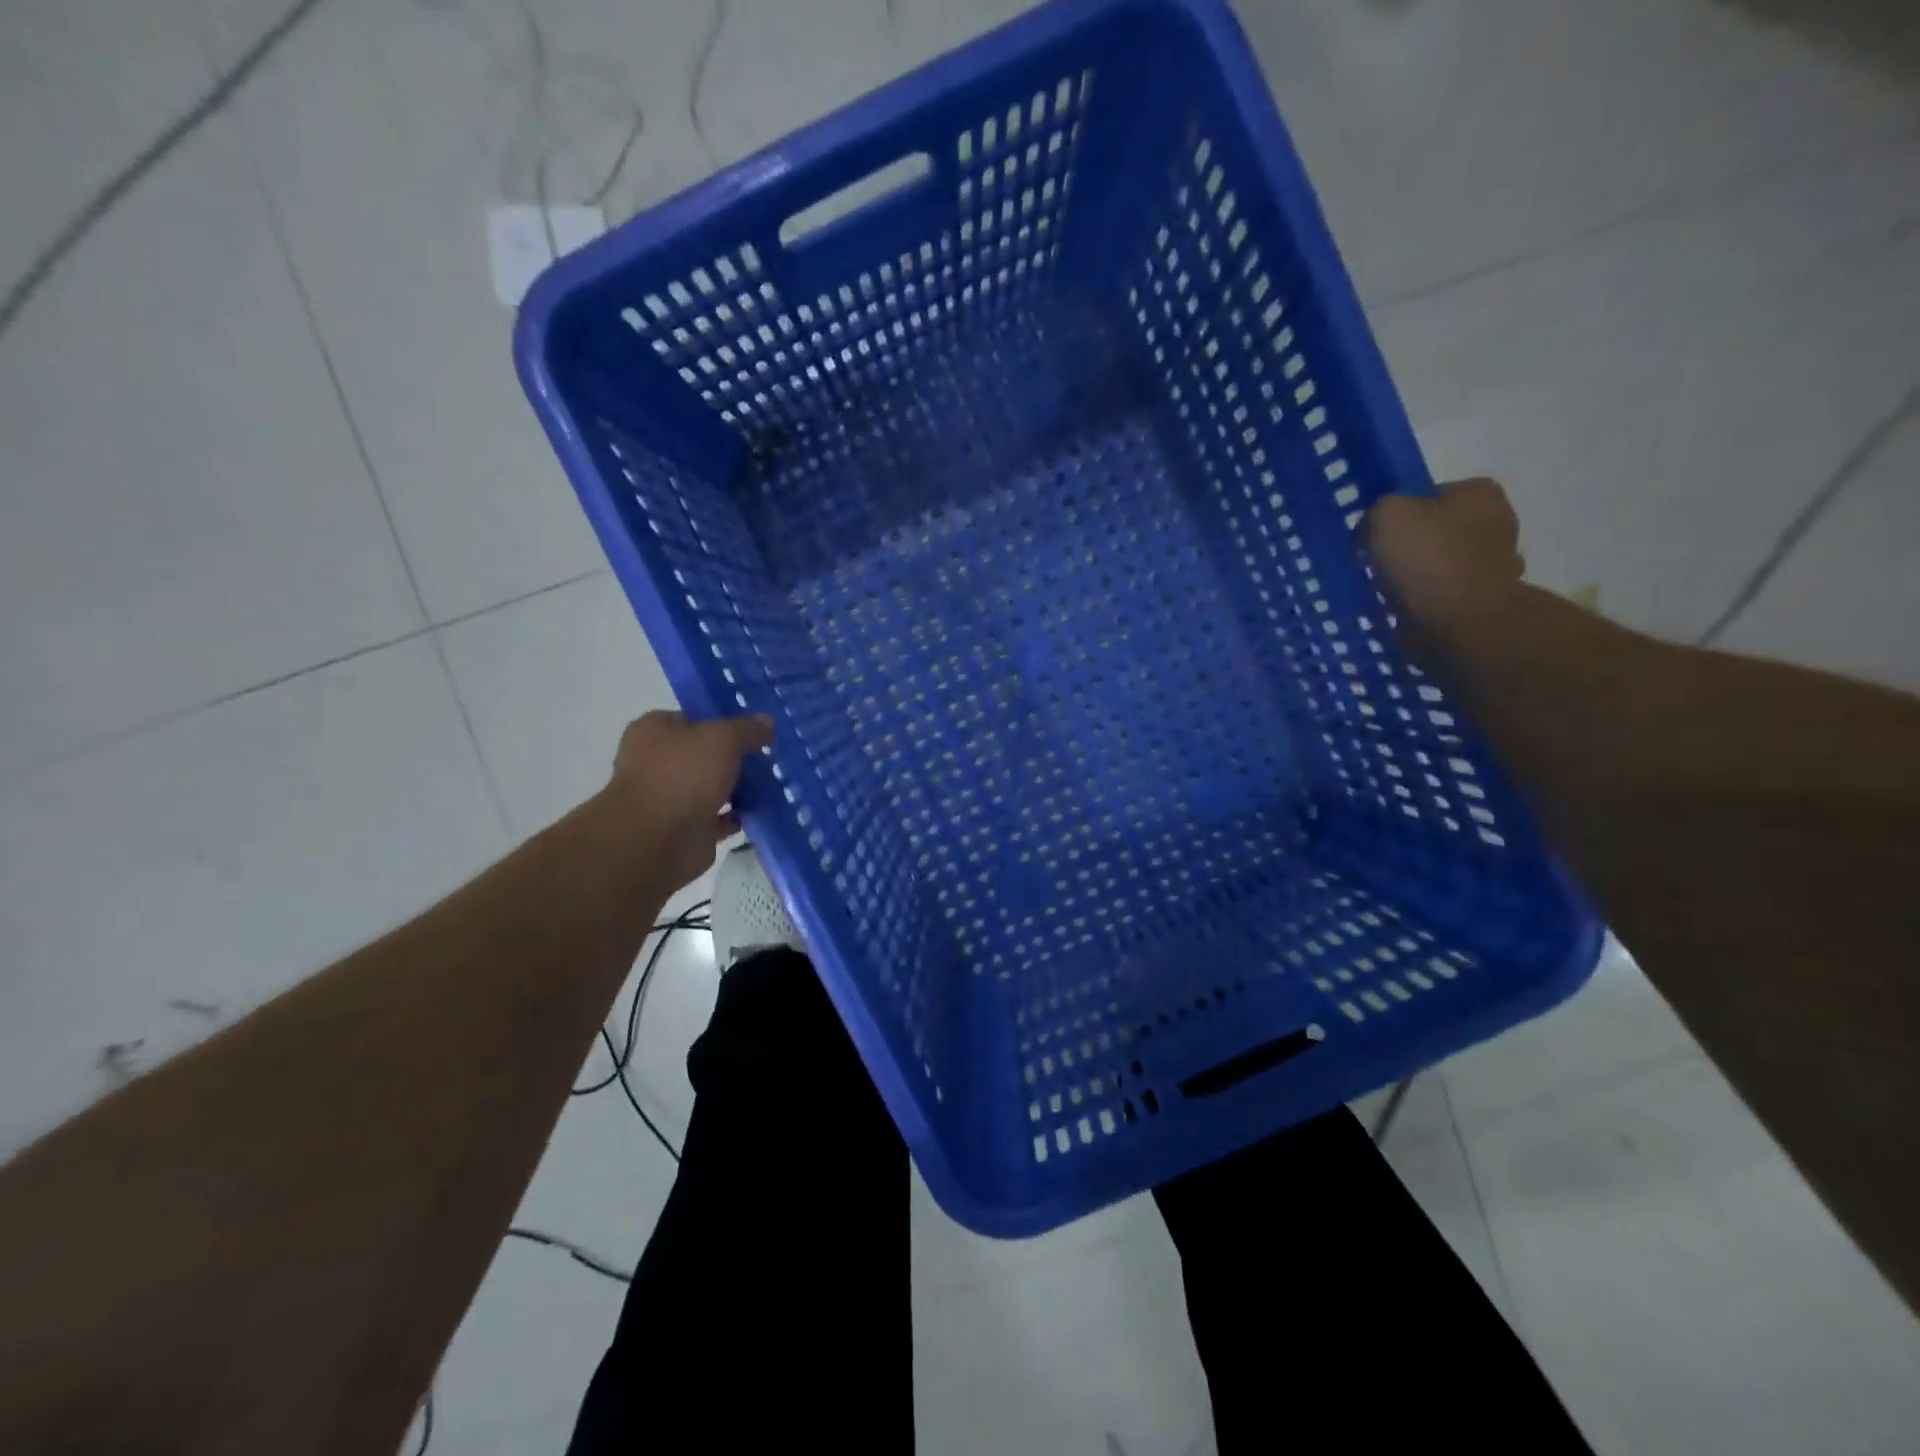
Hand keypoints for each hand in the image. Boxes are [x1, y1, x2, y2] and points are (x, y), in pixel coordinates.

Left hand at [605, 710, 774, 890]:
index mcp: (654, 731)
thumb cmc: (683, 775)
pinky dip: (737, 815)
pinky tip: (763, 810)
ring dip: (737, 787)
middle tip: (768, 756)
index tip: (753, 728)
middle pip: (703, 754)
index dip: (722, 721)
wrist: (658, 840)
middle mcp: (657, 763)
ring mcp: (670, 799)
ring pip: (711, 787)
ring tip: (773, 782)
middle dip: (733, 757)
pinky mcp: (685, 829)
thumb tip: (767, 722)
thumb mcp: (723, 738)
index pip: (692, 718)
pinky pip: (718, 817)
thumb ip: (747, 728)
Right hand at [1366, 478, 1524, 650]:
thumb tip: (1375, 528)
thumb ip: (1378, 510)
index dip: (1400, 513)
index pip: (1431, 495)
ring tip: (1387, 593)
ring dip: (1417, 577)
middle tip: (1378, 565)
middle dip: (1410, 547)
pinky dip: (1425, 602)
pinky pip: (1444, 595)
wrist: (1463, 620)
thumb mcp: (1386, 514)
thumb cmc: (1429, 558)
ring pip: (1440, 565)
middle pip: (1437, 531)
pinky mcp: (1486, 600)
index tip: (1377, 535)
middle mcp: (1498, 522)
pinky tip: (1405, 610)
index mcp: (1480, 492)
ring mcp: (1496, 564)